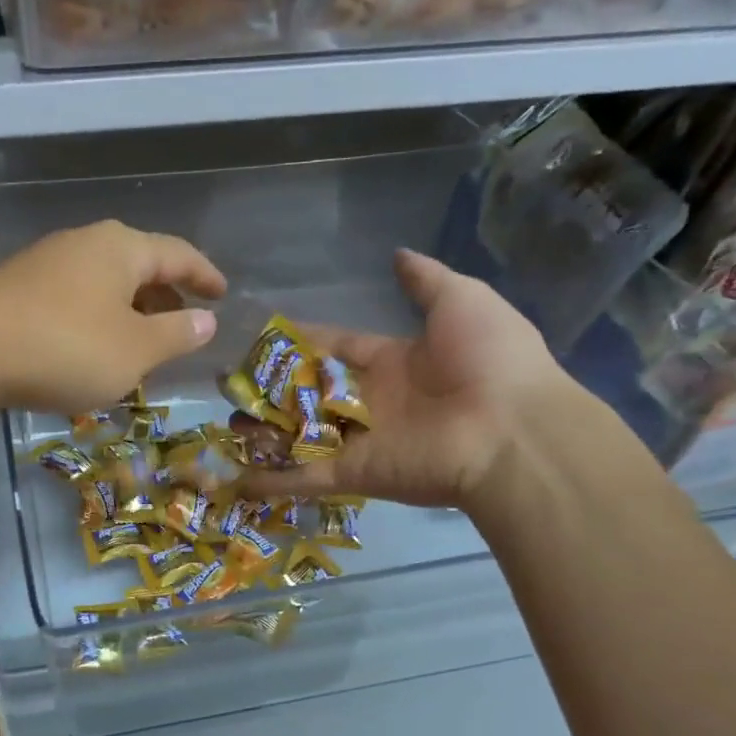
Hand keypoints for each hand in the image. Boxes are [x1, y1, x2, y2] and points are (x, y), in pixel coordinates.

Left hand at [0, 220, 226, 411]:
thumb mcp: (134, 351)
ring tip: (141, 344)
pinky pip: (74, 300)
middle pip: (138, 265)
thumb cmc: (66, 348)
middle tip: (184, 323)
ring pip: (103, 284)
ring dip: (129, 311)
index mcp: (121, 249)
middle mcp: (84, 244)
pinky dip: (96, 321)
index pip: (178, 255)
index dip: (204, 275)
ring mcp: (45, 265)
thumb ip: (176, 334)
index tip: (222, 293)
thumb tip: (206, 320)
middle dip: (165, 295)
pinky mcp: (17, 290)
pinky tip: (92, 350)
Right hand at [241, 249, 568, 512]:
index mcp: (395, 362)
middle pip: (311, 392)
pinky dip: (270, 481)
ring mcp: (359, 441)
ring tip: (224, 422)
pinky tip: (232, 477)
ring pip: (300, 435)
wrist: (511, 430)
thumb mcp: (461, 300)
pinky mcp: (351, 474)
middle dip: (273, 386)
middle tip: (230, 381)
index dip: (304, 340)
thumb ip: (425, 280)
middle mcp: (372, 402)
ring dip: (264, 432)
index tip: (265, 334)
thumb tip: (397, 254)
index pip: (338, 347)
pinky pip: (303, 477)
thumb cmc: (487, 359)